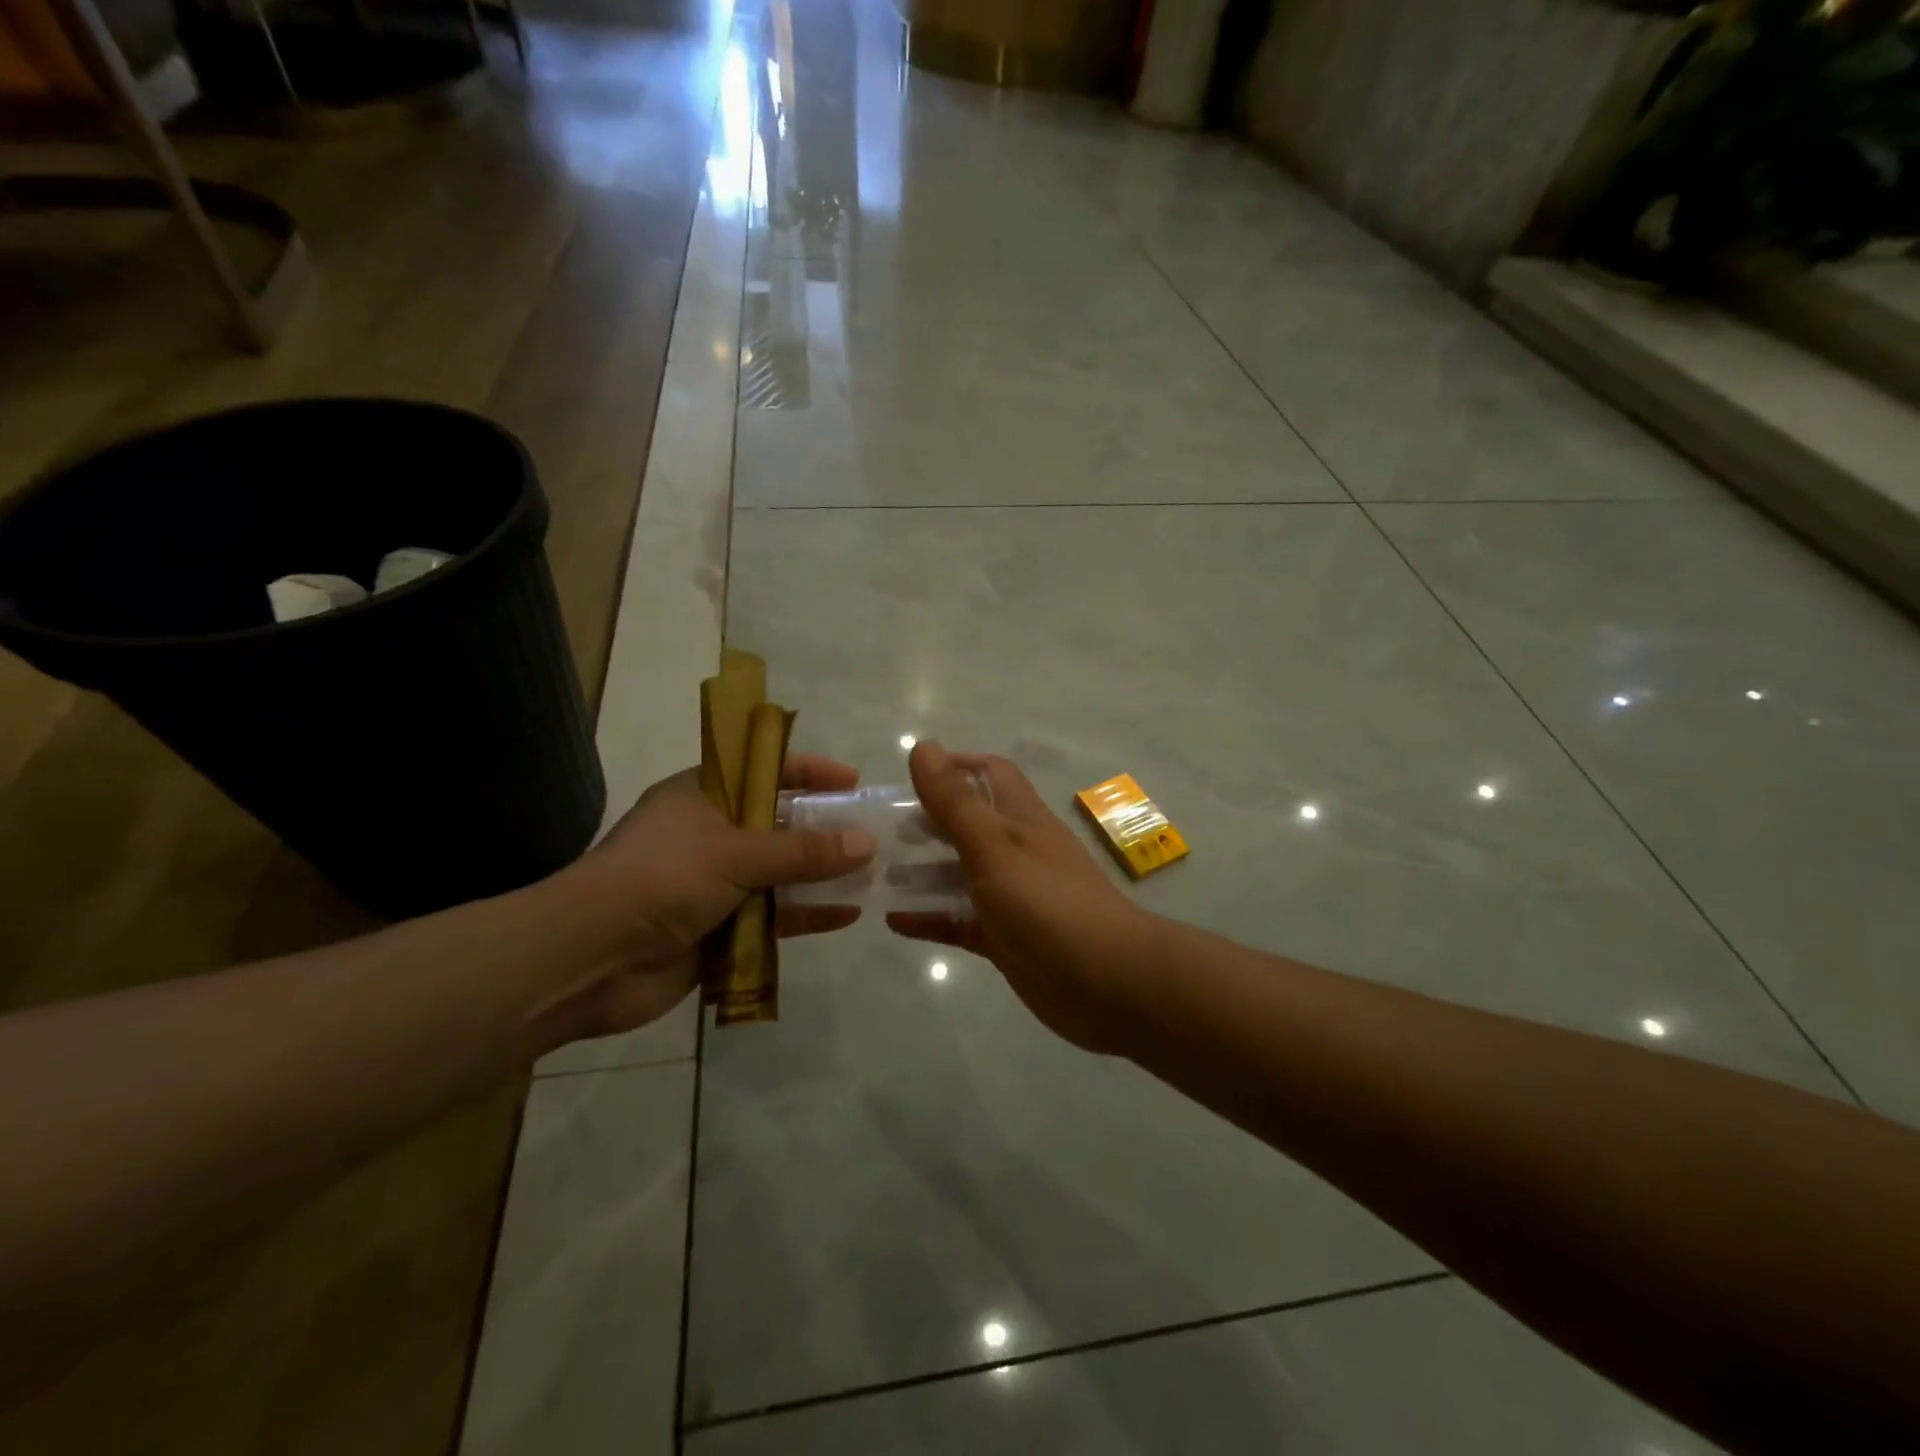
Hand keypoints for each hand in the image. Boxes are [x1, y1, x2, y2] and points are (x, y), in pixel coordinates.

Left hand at [541, 755, 876, 1040]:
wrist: (590, 960)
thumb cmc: (661, 879)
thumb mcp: (736, 853)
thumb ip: (802, 849)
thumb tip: (866, 841)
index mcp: (701, 796)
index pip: (762, 769)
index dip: (809, 771)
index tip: (852, 781)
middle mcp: (709, 834)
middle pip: (777, 823)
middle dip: (823, 828)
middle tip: (871, 832)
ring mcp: (714, 884)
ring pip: (779, 873)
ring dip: (820, 874)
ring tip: (871, 874)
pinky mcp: (719, 929)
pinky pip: (772, 916)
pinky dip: (806, 914)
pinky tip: (846, 914)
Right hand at [888, 742, 1150, 1052]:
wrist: (1109, 983)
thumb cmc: (1048, 904)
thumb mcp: (994, 847)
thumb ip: (956, 801)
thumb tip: (923, 746)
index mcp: (1021, 819)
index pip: (990, 774)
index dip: (955, 766)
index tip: (910, 778)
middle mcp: (1017, 852)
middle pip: (970, 824)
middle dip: (930, 822)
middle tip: (884, 832)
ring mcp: (1012, 897)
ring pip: (961, 875)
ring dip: (924, 872)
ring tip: (878, 873)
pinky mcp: (1006, 939)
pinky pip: (961, 922)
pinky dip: (931, 918)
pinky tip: (894, 921)